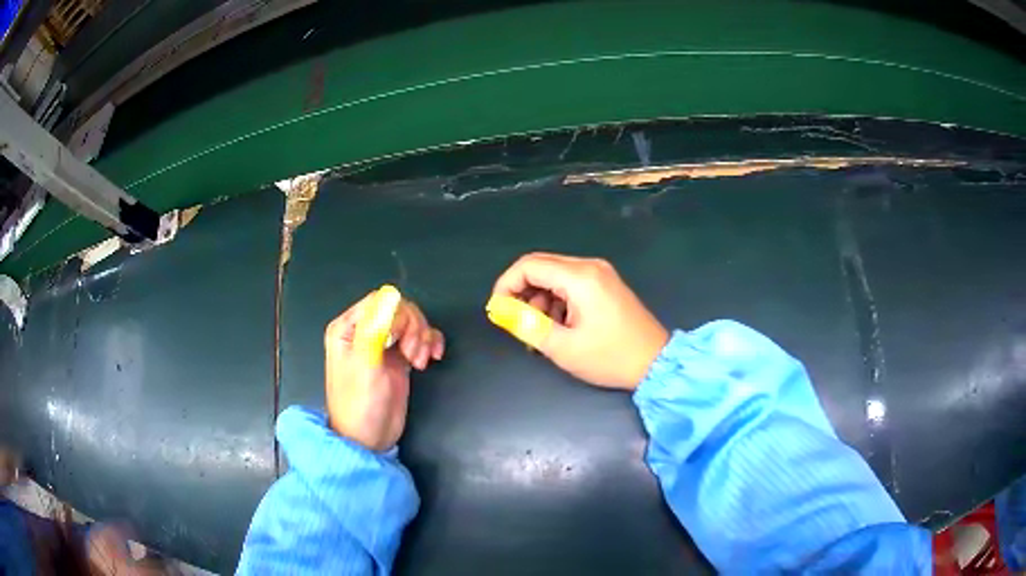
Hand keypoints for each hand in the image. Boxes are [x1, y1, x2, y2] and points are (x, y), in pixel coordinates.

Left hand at [324, 291, 444, 450]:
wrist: (369, 439)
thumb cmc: (360, 404)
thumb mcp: (365, 365)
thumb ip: (376, 328)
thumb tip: (391, 295)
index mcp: (348, 328)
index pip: (379, 301)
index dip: (397, 315)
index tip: (402, 340)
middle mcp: (365, 331)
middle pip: (399, 309)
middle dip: (412, 328)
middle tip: (413, 355)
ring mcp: (383, 345)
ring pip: (412, 322)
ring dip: (422, 337)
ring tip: (420, 362)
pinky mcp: (400, 358)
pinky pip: (420, 338)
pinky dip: (430, 343)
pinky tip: (433, 357)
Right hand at [491, 252, 667, 388]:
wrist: (655, 362)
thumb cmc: (610, 357)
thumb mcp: (563, 348)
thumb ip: (528, 326)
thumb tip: (501, 310)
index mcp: (580, 277)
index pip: (528, 265)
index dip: (506, 285)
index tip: (498, 310)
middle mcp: (590, 266)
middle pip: (541, 266)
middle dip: (522, 293)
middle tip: (519, 324)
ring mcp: (600, 273)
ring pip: (554, 275)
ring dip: (539, 299)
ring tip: (541, 331)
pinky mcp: (605, 283)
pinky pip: (570, 283)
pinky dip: (556, 300)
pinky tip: (559, 326)